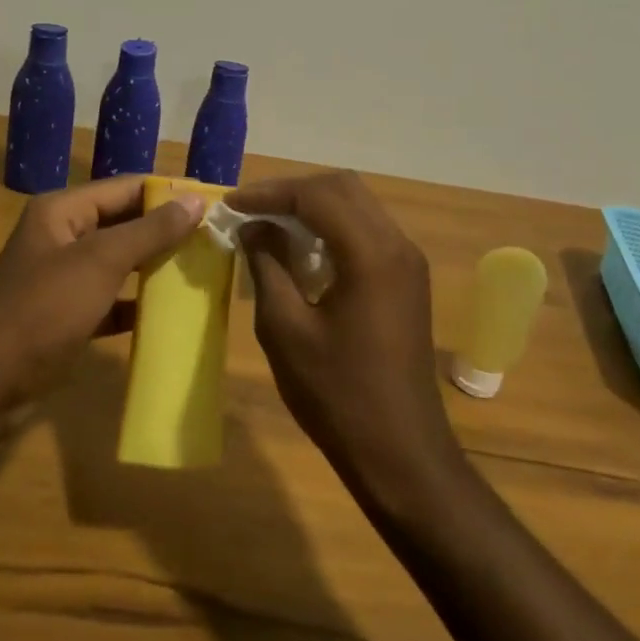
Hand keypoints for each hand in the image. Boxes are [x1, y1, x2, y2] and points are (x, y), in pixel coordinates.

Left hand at [0, 176, 205, 406]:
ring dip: (155, 267)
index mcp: (63, 211)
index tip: (212, 204)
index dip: (168, 193)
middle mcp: (62, 236)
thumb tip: (196, 199)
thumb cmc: (43, 310)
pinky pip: (111, 300)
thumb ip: (150, 230)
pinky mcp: (66, 316)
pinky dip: (137, 304)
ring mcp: (63, 279)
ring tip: (202, 271)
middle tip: (214, 240)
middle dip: (166, 231)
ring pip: (119, 263)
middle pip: (124, 223)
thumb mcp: (101, 262)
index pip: (126, 188)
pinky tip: (170, 314)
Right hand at [230, 172, 460, 499]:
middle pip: (342, 188)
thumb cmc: (337, 395)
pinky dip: (332, 227)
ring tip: (269, 224)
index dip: (269, 193)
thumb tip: (253, 227)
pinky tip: (302, 250)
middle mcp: (397, 245)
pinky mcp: (408, 278)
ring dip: (312, 206)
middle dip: (292, 192)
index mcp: (371, 254)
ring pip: (357, 205)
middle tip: (250, 210)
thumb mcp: (286, 329)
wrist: (401, 453)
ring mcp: (408, 261)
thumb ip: (268, 265)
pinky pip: (367, 231)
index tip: (231, 205)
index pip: (317, 195)